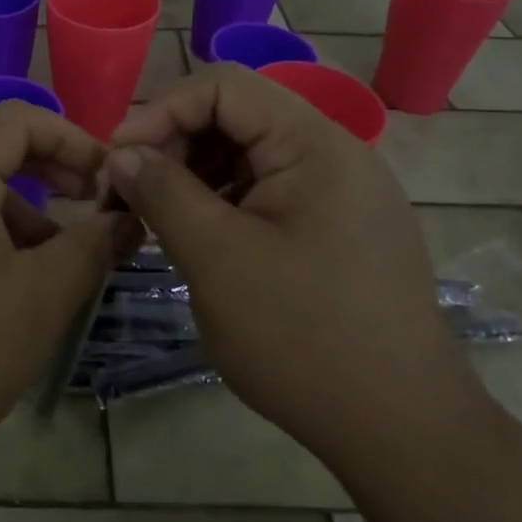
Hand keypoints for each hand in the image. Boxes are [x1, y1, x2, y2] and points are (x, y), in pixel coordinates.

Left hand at [0, 101, 135, 493]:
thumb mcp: (42, 299)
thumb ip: (92, 246)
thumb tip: (131, 216)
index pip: (17, 118)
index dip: (71, 137)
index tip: (106, 178)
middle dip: (47, 165)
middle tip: (87, 200)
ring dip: (18, 201)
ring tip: (53, 254)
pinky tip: (6, 276)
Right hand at [106, 63, 481, 461]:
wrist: (404, 433)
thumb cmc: (304, 339)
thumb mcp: (217, 260)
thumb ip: (163, 192)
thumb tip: (121, 153)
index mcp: (315, 145)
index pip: (225, 87)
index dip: (161, 111)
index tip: (117, 159)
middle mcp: (334, 154)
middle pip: (236, 117)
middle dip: (174, 145)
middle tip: (129, 193)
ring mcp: (340, 193)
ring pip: (248, 156)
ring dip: (194, 175)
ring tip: (156, 218)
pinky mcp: (336, 228)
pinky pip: (267, 191)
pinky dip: (223, 203)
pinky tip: (198, 238)